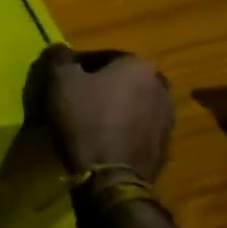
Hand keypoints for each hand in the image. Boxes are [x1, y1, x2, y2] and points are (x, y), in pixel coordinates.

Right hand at [32, 45, 174, 192]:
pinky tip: (102, 141)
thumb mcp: (59, 80)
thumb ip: (59, 57)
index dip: (78, 67)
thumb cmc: (85, 120)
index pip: (103, 56)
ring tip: (87, 122)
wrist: (110, 178)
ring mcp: (167, 118)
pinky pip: (137, 129)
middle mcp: (161, 86)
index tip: (62, 81)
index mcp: (139, 65)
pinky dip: (122, 130)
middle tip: (75, 101)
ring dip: (112, 108)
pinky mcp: (165, 146)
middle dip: (99, 87)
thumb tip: (60, 50)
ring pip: (131, 104)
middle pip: (120, 80)